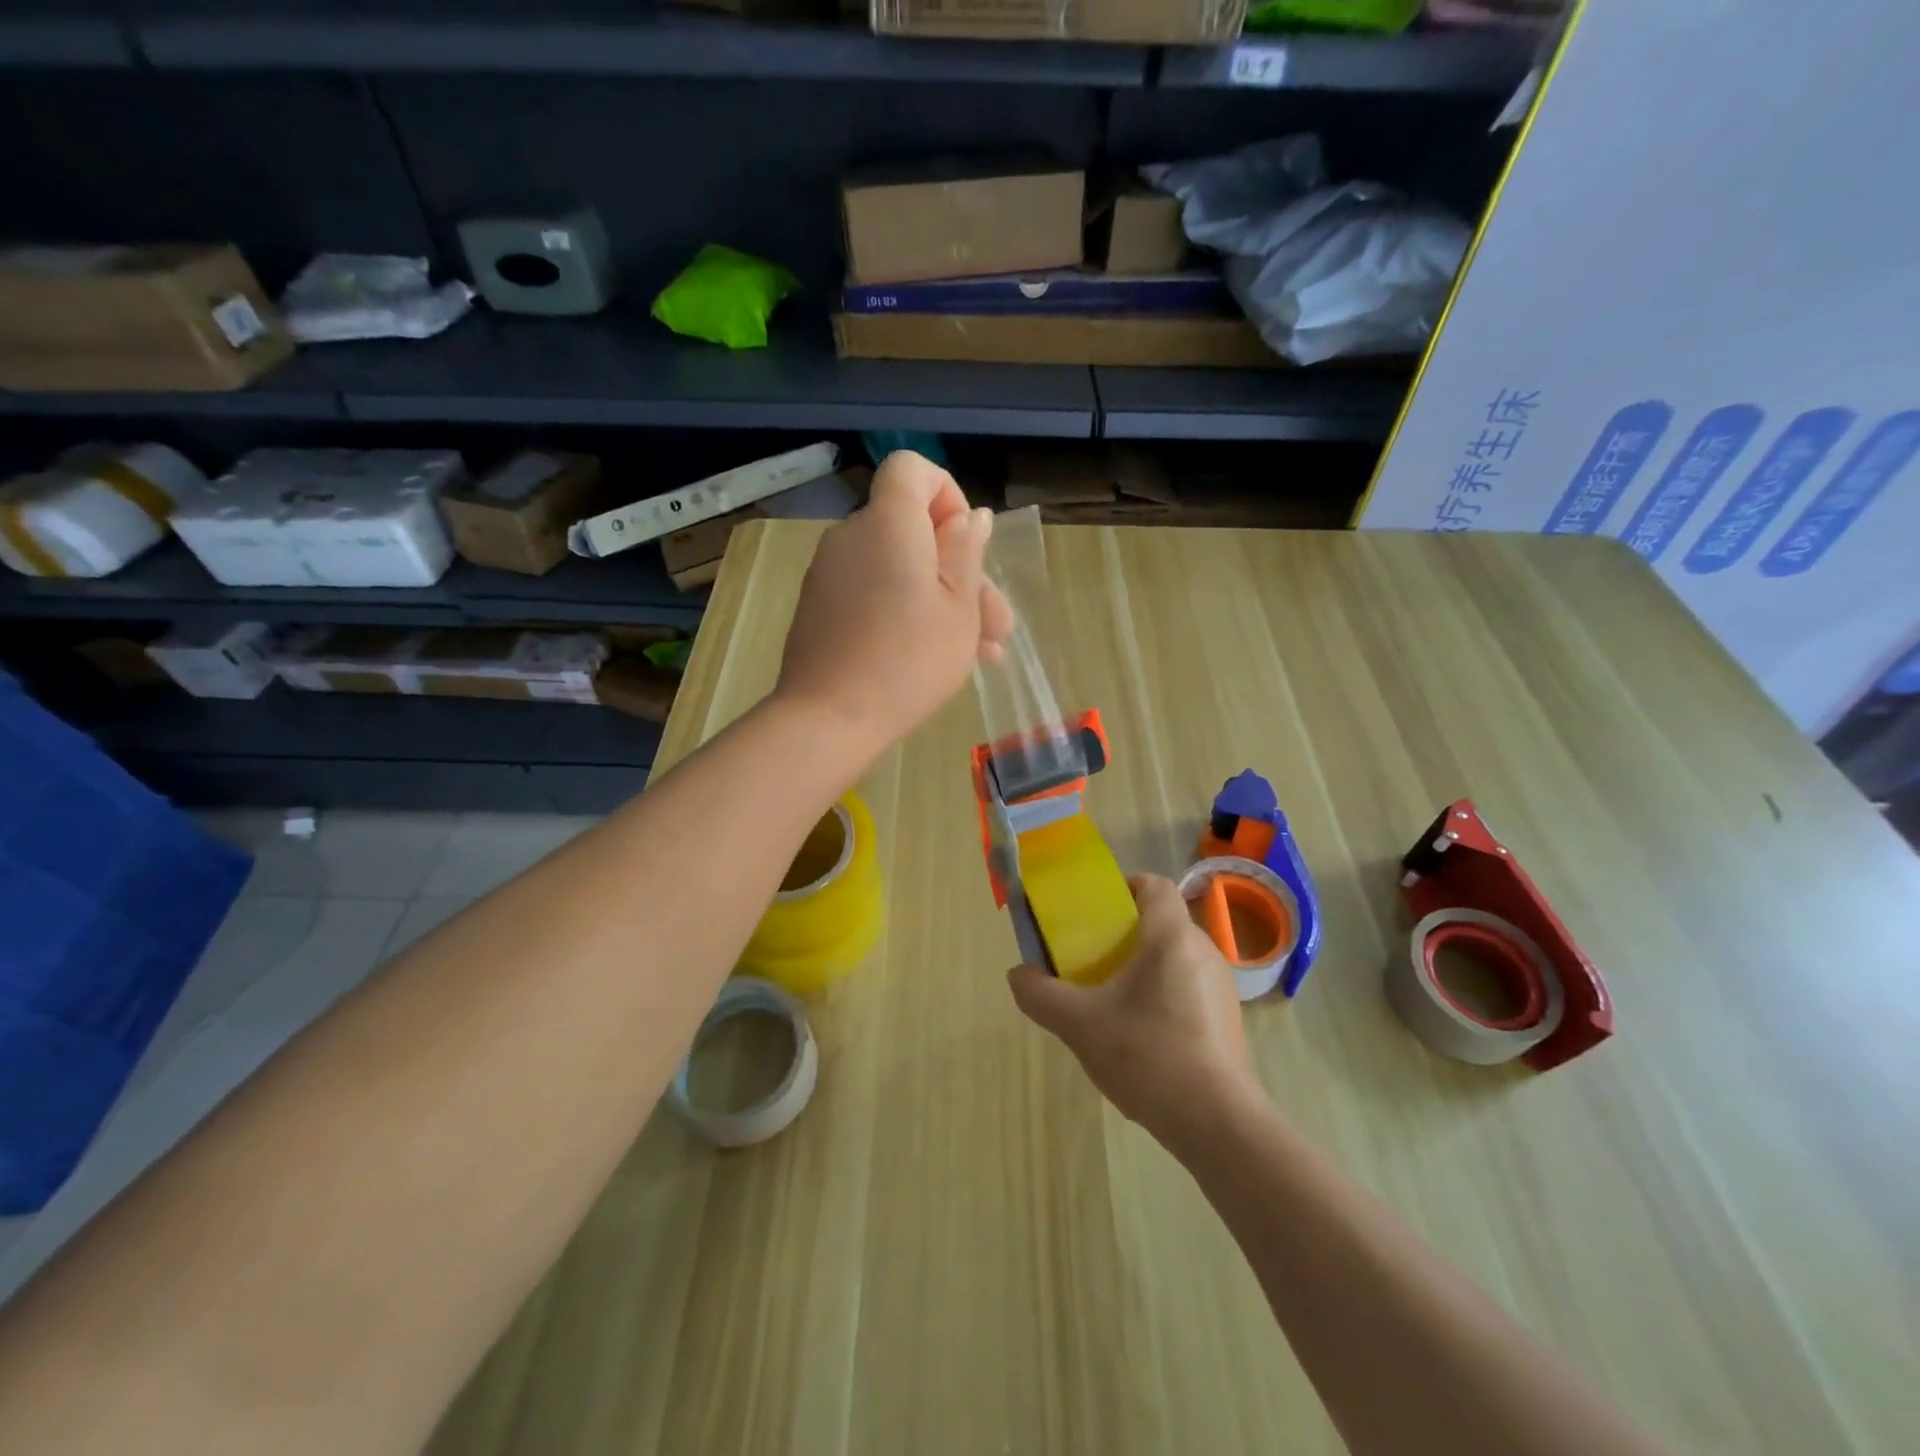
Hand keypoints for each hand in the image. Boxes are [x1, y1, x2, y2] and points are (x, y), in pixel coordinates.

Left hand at [777, 451, 1010, 751]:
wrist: (828, 719)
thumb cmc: (908, 661)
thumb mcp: (959, 610)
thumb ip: (966, 553)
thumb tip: (971, 517)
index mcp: (889, 523)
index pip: (912, 470)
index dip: (947, 495)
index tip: (964, 545)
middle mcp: (852, 536)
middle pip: (913, 529)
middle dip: (960, 570)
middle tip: (997, 627)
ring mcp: (830, 573)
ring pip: (898, 568)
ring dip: (941, 600)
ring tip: (981, 653)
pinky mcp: (820, 606)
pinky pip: (873, 591)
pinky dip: (905, 611)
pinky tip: (936, 657)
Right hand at [1008, 874, 1261, 1147]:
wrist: (1217, 1123)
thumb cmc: (1148, 1056)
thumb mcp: (1080, 1025)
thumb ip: (1041, 995)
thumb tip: (1019, 975)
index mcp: (1170, 937)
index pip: (1154, 885)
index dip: (1125, 887)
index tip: (1097, 911)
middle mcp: (1203, 949)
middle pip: (1162, 921)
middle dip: (1126, 933)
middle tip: (1093, 959)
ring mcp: (1221, 985)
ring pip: (1176, 956)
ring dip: (1145, 966)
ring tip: (1114, 1000)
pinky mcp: (1229, 1017)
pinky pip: (1189, 986)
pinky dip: (1165, 994)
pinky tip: (1144, 1034)